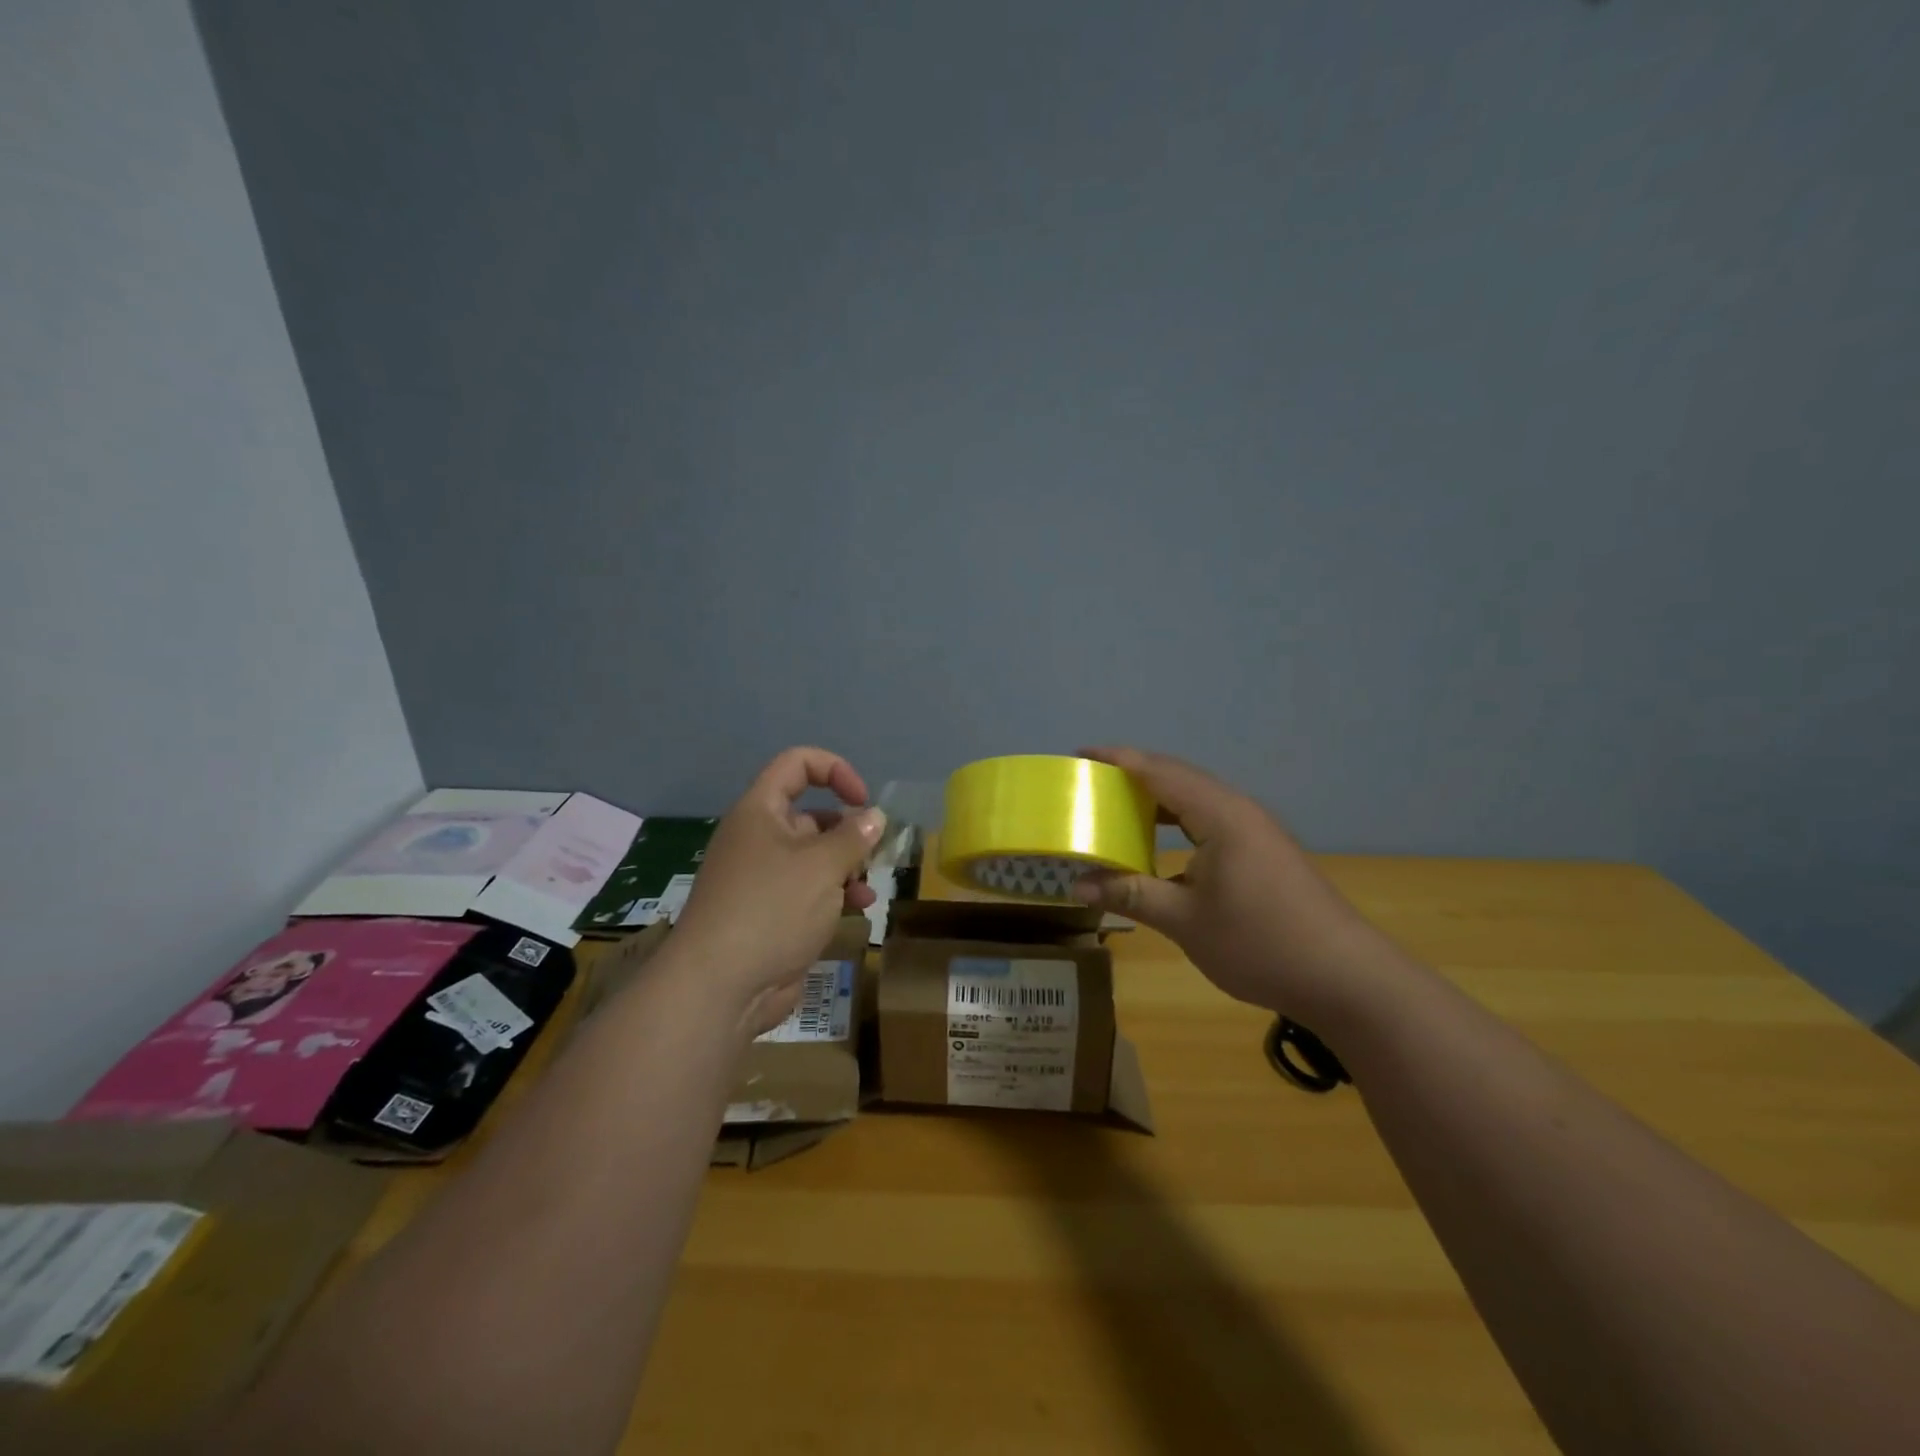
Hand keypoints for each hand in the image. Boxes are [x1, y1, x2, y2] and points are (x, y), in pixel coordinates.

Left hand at [669, 747, 883, 1036]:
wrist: (719, 987)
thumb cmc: (771, 909)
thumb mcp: (822, 865)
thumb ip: (854, 836)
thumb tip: (874, 815)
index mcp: (760, 812)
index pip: (796, 765)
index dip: (834, 770)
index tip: (863, 800)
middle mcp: (758, 839)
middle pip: (810, 816)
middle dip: (847, 832)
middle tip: (872, 855)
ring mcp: (762, 879)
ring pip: (814, 858)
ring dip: (846, 868)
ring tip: (867, 890)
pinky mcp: (769, 914)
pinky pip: (808, 892)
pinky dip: (834, 895)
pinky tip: (857, 911)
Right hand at [1072, 747, 1401, 1025]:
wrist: (1345, 977)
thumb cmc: (1260, 943)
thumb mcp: (1185, 921)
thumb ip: (1130, 895)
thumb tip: (1078, 884)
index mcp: (1220, 815)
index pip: (1159, 772)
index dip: (1118, 760)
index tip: (1080, 754)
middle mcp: (1238, 811)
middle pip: (1179, 777)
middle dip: (1134, 774)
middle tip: (1091, 781)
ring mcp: (1255, 830)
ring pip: (1197, 799)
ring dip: (1157, 798)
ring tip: (1117, 805)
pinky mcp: (1263, 851)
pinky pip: (1210, 819)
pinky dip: (1178, 821)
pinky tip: (1161, 842)